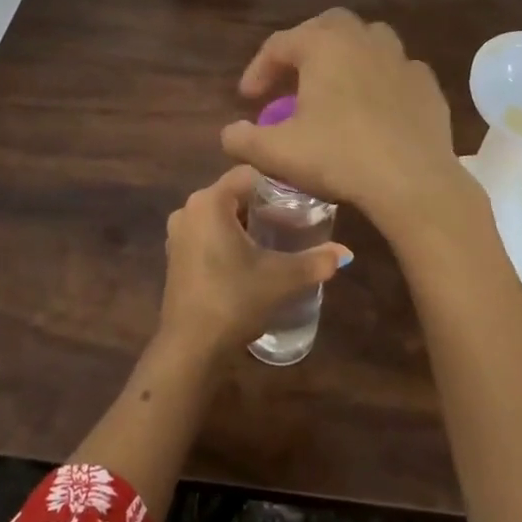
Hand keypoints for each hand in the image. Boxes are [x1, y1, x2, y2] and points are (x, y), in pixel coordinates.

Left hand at [158, 164, 350, 354]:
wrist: (190, 347)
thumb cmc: (234, 300)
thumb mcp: (281, 279)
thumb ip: (316, 261)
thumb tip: (346, 252)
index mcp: (209, 201)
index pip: (248, 174)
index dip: (276, 182)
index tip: (301, 197)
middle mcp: (189, 208)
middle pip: (233, 193)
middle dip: (263, 203)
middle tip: (295, 219)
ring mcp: (178, 233)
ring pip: (219, 214)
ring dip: (245, 222)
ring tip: (277, 238)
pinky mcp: (175, 255)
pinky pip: (207, 232)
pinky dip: (227, 237)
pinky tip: (250, 258)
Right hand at [220, 8, 474, 233]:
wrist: (412, 181)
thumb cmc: (339, 156)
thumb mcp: (278, 153)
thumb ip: (244, 140)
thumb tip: (229, 134)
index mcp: (323, 45)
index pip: (279, 45)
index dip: (259, 69)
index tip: (248, 98)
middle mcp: (363, 39)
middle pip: (327, 26)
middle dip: (305, 46)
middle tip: (292, 78)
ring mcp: (401, 59)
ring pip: (368, 40)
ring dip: (346, 55)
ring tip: (335, 85)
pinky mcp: (427, 85)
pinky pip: (397, 71)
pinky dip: (380, 80)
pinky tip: (375, 107)